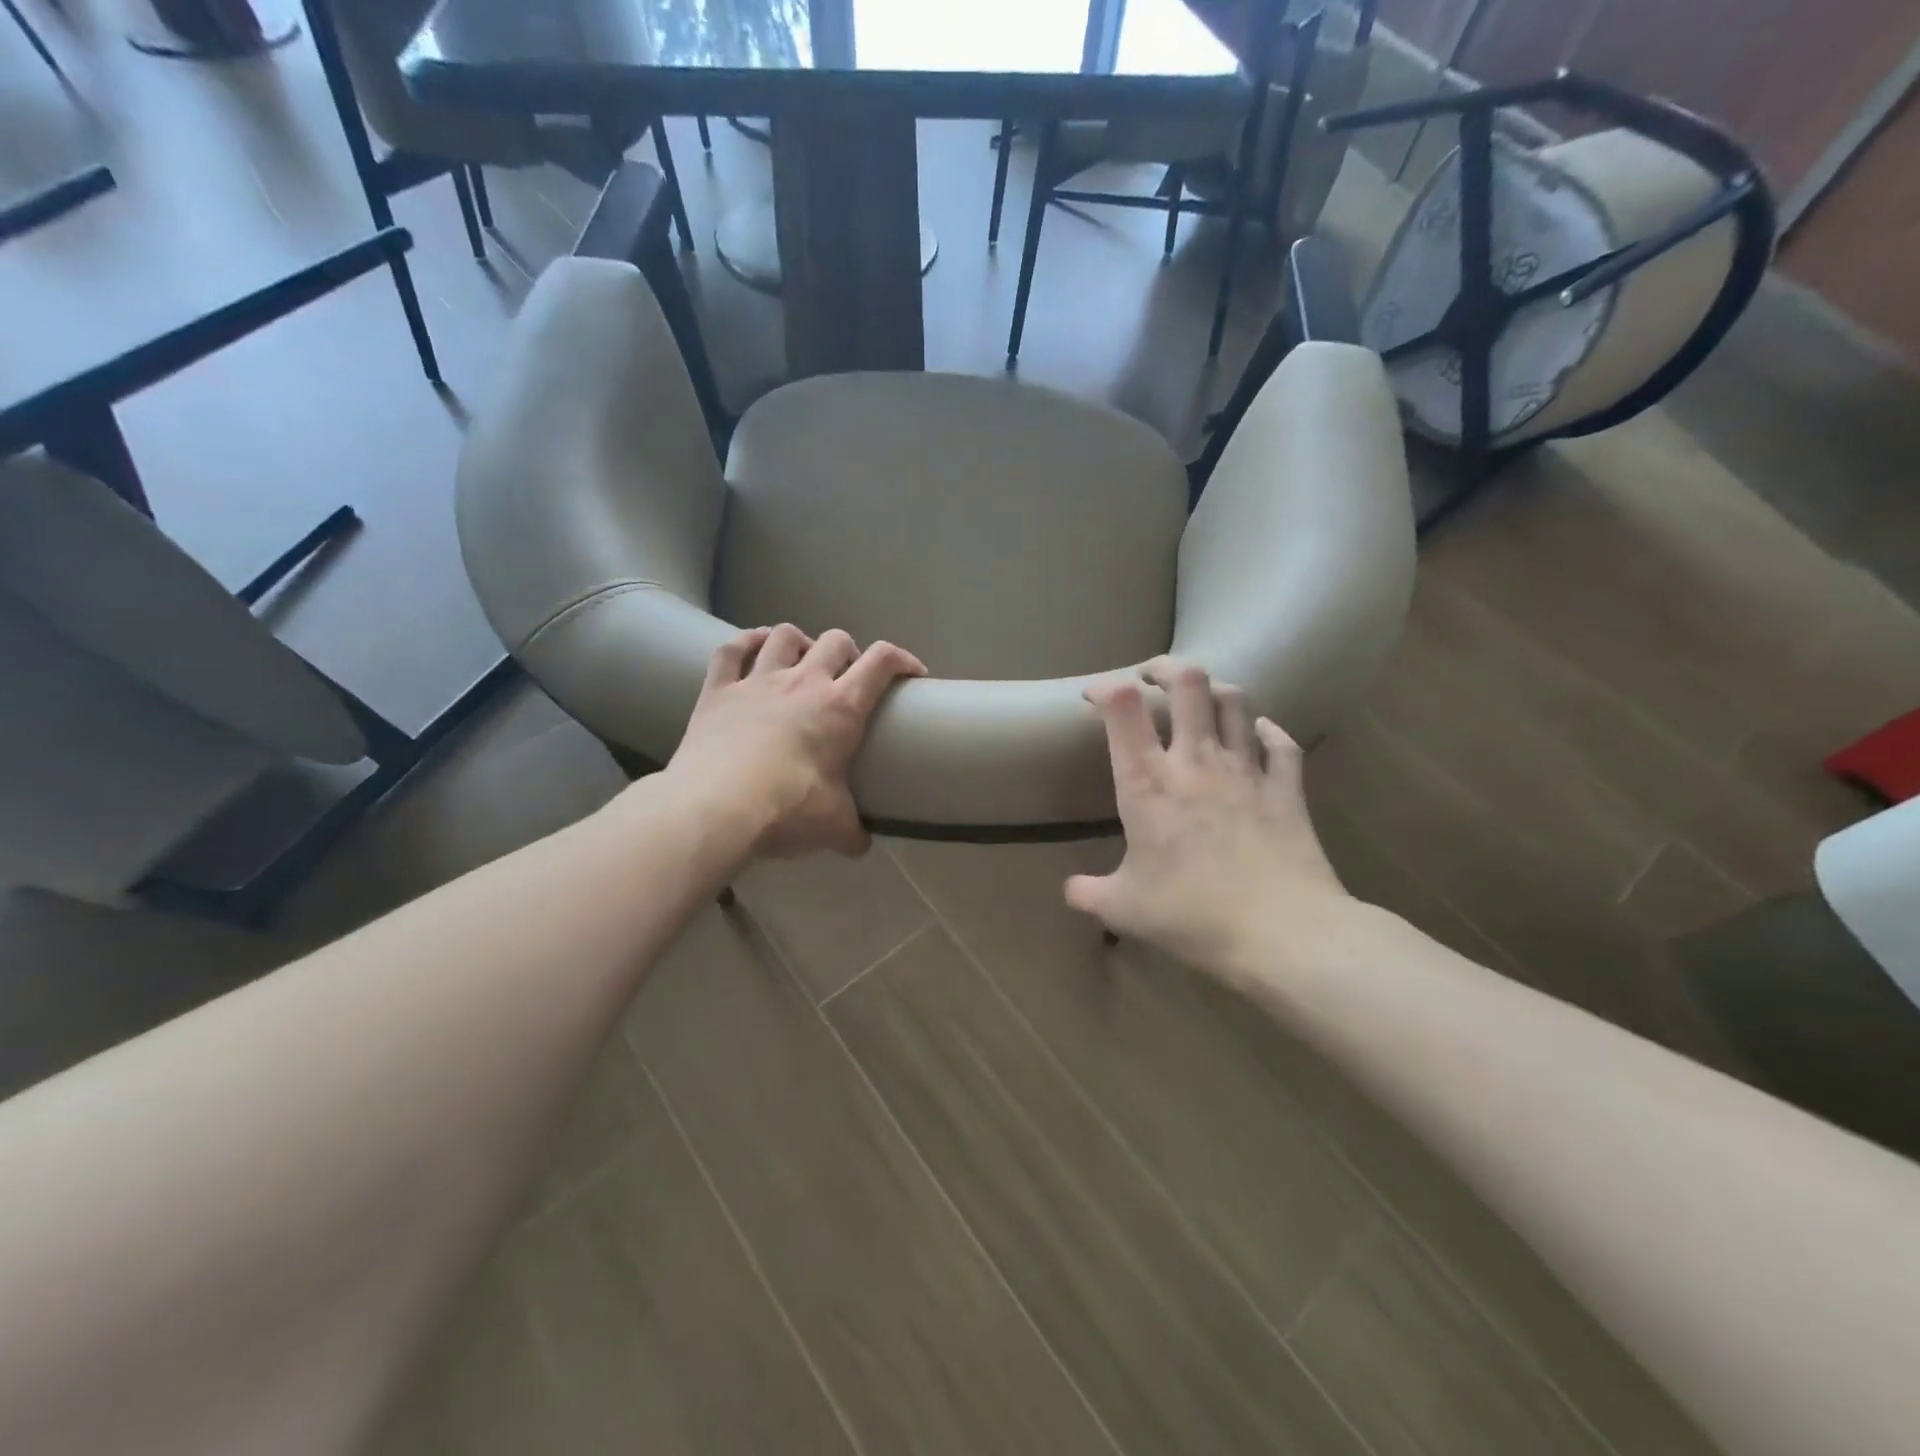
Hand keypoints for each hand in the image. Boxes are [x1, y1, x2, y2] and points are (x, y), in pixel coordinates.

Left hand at [665, 624, 925, 858]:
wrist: (716, 809)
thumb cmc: (787, 810)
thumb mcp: (833, 826)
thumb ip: (852, 831)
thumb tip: (861, 844)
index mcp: (840, 708)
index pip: (882, 662)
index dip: (902, 659)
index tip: (912, 674)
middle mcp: (802, 682)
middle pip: (835, 641)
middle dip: (849, 653)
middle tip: (847, 679)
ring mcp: (757, 681)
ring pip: (784, 636)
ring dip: (800, 642)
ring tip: (801, 661)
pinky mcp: (717, 690)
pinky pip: (731, 650)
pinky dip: (745, 643)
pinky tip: (752, 648)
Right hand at [1066, 658, 1351, 981]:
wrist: (1283, 932)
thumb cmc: (1192, 915)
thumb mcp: (1124, 909)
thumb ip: (1089, 894)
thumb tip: (1070, 890)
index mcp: (1148, 783)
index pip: (1122, 708)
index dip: (1105, 687)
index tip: (1093, 696)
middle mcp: (1196, 761)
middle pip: (1187, 682)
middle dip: (1165, 668)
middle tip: (1151, 677)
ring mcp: (1246, 769)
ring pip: (1234, 701)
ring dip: (1214, 690)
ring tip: (1200, 698)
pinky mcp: (1286, 788)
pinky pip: (1280, 743)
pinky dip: (1266, 732)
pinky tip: (1258, 735)